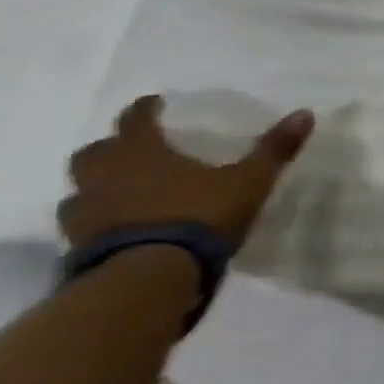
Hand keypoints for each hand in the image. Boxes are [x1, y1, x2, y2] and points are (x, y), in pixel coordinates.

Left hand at [60, 96, 314, 250]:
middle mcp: (105, 176)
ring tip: (118, 196)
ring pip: (79, 192)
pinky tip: (114, 233)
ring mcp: (86, 214)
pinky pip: (80, 229)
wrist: (149, 278)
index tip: (155, 104)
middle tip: (131, 153)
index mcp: (142, 152)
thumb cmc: (199, 218)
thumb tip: (305, 113)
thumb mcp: (248, 182)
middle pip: (94, 153)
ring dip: (95, 189)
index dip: (146, 109)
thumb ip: (273, 150)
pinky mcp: (78, 249)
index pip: (136, 119)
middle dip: (111, 149)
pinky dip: (94, 225)